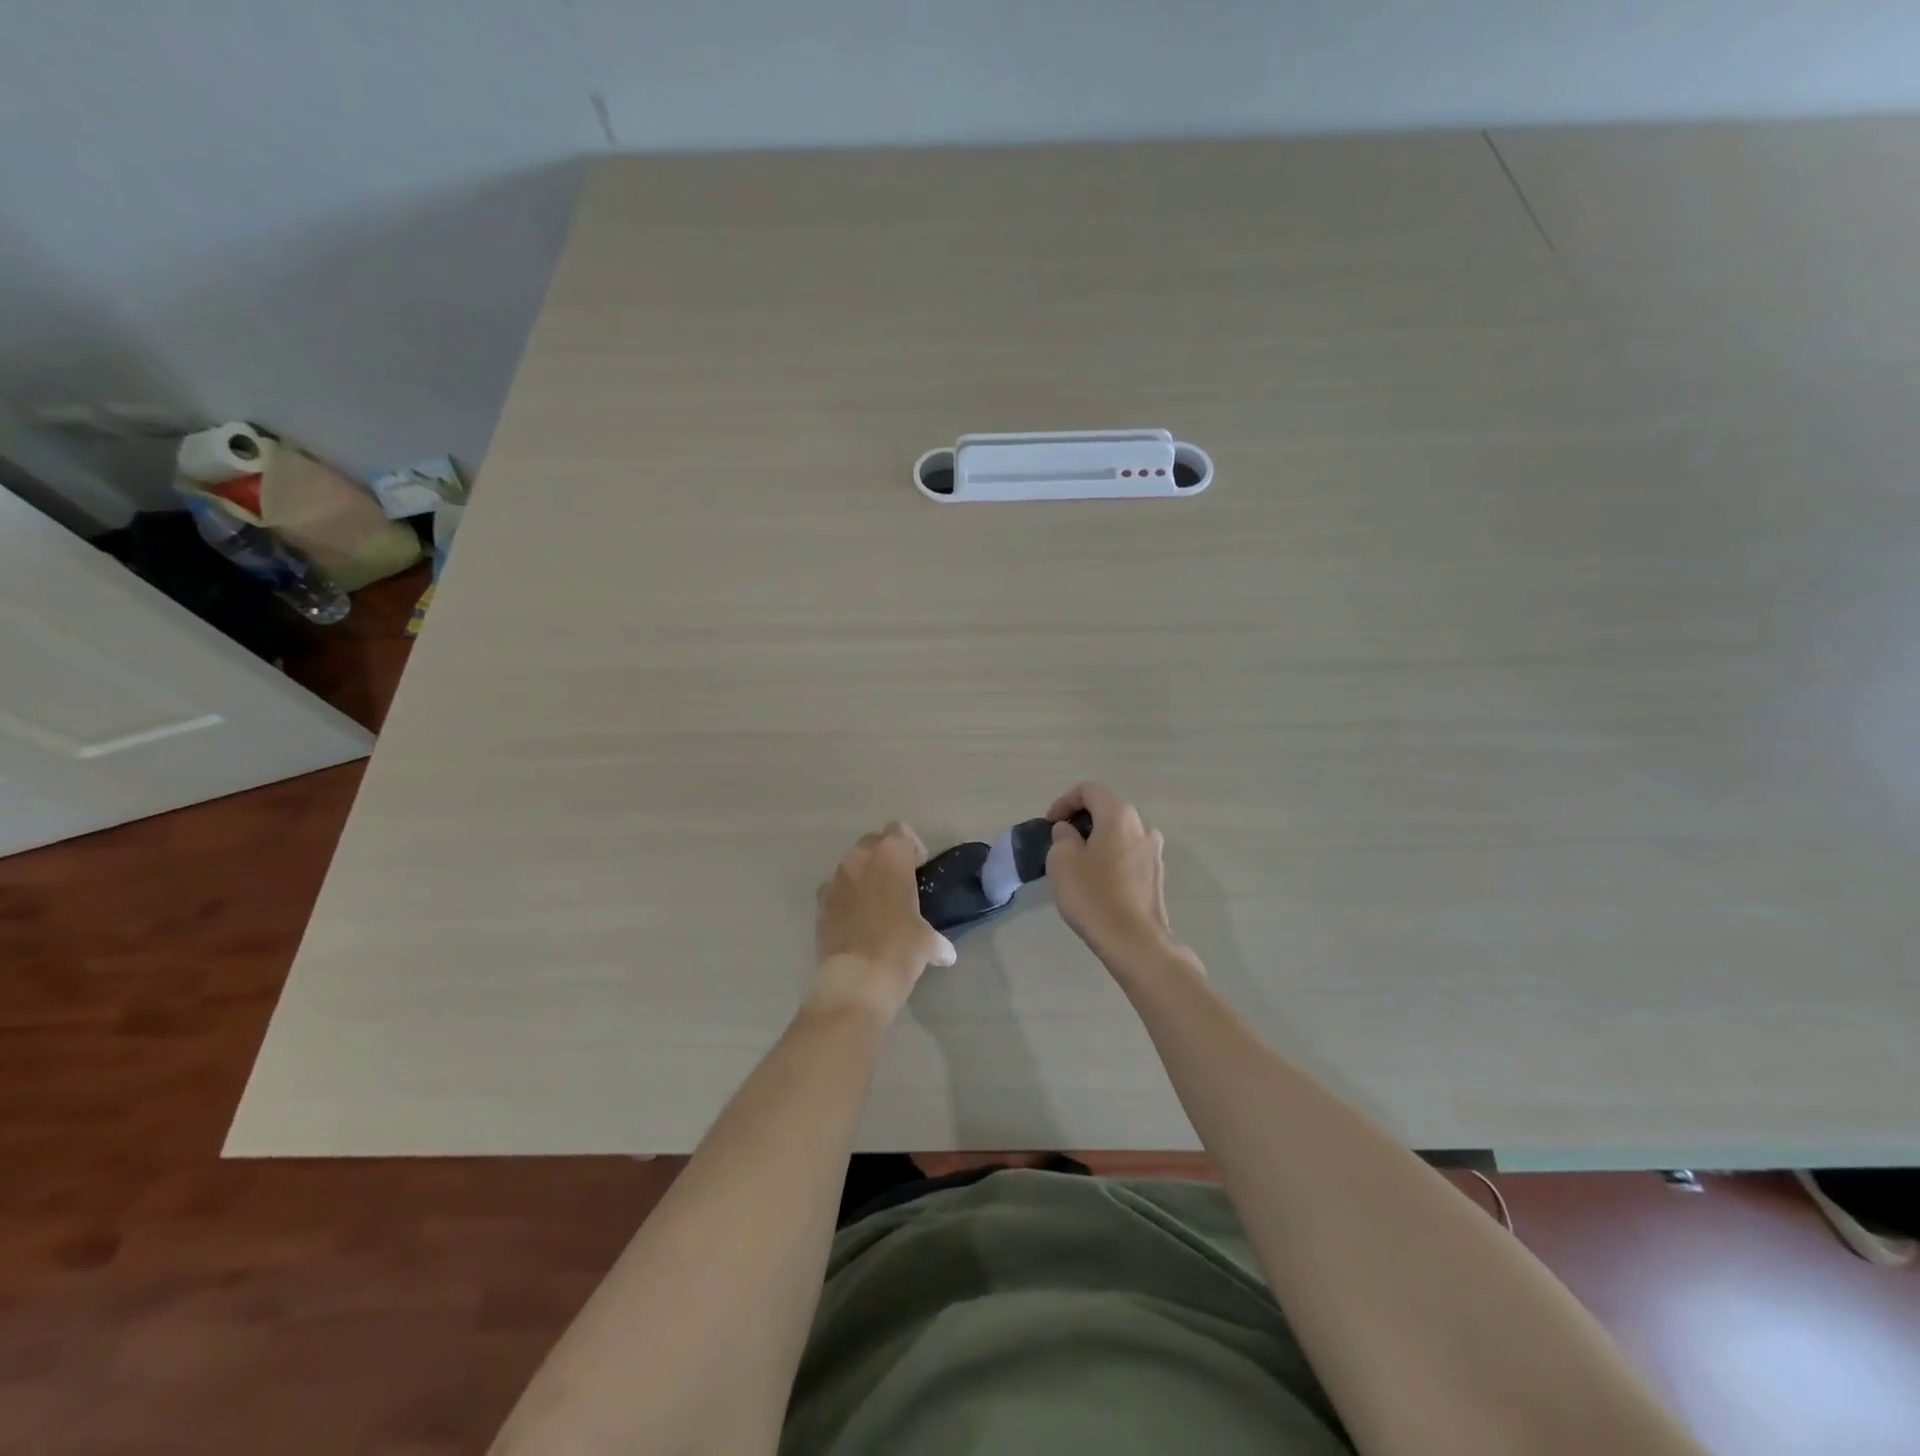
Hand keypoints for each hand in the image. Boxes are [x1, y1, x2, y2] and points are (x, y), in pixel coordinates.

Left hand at [809, 822, 956, 1019]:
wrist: (857, 979)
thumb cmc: (900, 947)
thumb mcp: (927, 941)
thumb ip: (936, 939)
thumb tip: (944, 952)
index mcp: (890, 855)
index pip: (899, 831)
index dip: (911, 848)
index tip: (918, 869)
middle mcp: (859, 859)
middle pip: (872, 844)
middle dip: (884, 859)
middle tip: (899, 885)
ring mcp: (834, 880)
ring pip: (851, 866)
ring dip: (864, 878)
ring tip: (877, 906)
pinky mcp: (819, 904)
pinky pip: (836, 890)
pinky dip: (846, 899)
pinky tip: (857, 924)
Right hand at [1045, 783, 1179, 968]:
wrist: (1134, 941)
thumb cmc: (1093, 895)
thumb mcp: (1062, 860)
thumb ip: (1062, 836)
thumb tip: (1071, 832)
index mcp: (1119, 815)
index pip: (1090, 790)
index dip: (1065, 801)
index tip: (1050, 824)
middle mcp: (1142, 826)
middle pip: (1107, 809)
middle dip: (1081, 820)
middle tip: (1060, 842)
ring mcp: (1154, 852)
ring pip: (1119, 833)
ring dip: (1097, 840)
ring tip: (1077, 863)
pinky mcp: (1156, 875)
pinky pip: (1128, 854)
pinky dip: (1110, 857)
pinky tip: (1097, 882)